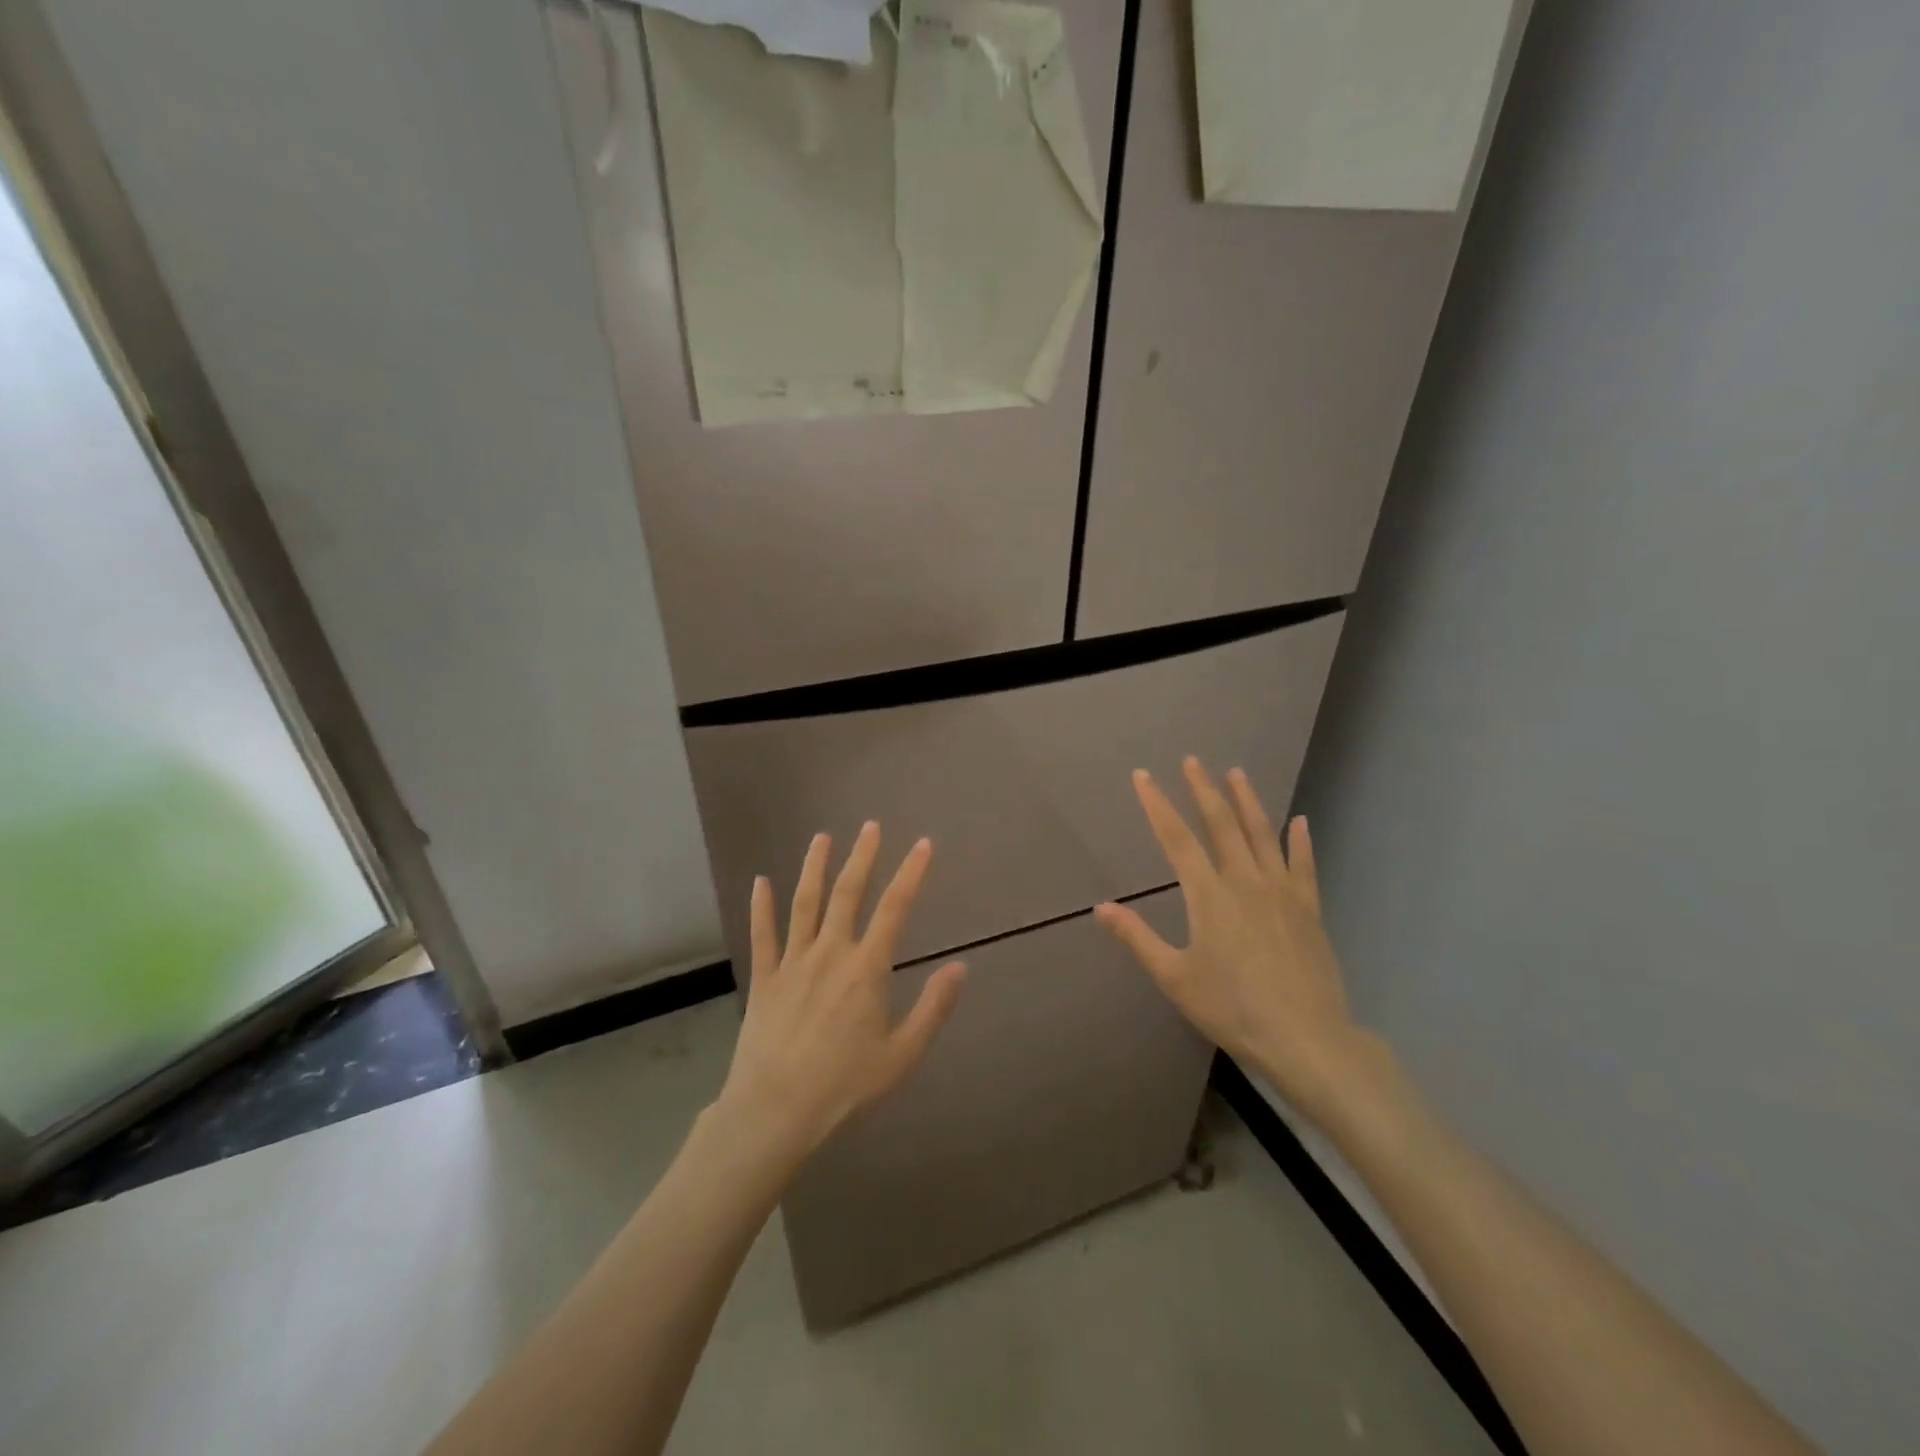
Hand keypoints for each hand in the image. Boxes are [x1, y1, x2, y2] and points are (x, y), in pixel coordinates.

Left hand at [717, 823, 965, 1163]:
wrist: (774, 1112)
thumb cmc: (844, 1087)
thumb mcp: (901, 1055)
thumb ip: (933, 1008)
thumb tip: (961, 966)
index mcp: (867, 969)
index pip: (895, 909)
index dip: (911, 873)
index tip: (923, 844)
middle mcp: (830, 953)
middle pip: (848, 894)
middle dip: (862, 857)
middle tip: (870, 827)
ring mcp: (793, 962)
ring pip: (805, 904)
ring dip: (815, 868)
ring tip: (822, 838)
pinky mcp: (764, 979)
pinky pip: (763, 935)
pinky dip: (761, 907)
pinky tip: (760, 881)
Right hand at [1095, 758, 1382, 1122]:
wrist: (1306, 1038)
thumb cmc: (1232, 1008)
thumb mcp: (1175, 977)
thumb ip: (1137, 938)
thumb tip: (1101, 907)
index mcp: (1209, 895)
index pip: (1177, 838)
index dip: (1158, 804)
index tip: (1144, 776)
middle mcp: (1245, 881)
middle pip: (1221, 824)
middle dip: (1203, 790)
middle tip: (1193, 761)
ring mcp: (1282, 892)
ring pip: (1262, 835)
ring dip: (1248, 802)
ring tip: (1237, 773)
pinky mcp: (1308, 909)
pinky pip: (1303, 866)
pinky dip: (1300, 842)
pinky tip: (1300, 822)